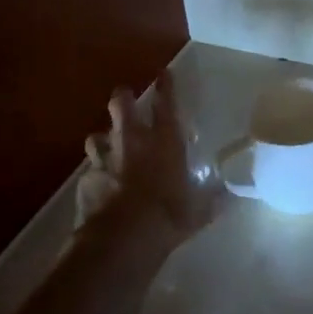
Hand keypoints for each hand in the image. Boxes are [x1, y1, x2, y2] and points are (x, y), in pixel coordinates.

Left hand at [80, 71, 225, 244]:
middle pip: (121, 105)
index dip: (166, 87)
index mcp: (165, 143)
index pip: (166, 105)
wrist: (121, 240)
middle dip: (124, 98)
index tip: (164, 73)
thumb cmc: (168, 217)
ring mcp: (105, 159)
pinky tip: (101, 184)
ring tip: (109, 144)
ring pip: (97, 135)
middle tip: (127, 100)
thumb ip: (211, 200)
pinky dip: (96, 172)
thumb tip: (227, 196)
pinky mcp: (85, 180)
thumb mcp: (199, 211)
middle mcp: (133, 142)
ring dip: (104, 137)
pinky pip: (90, 169)